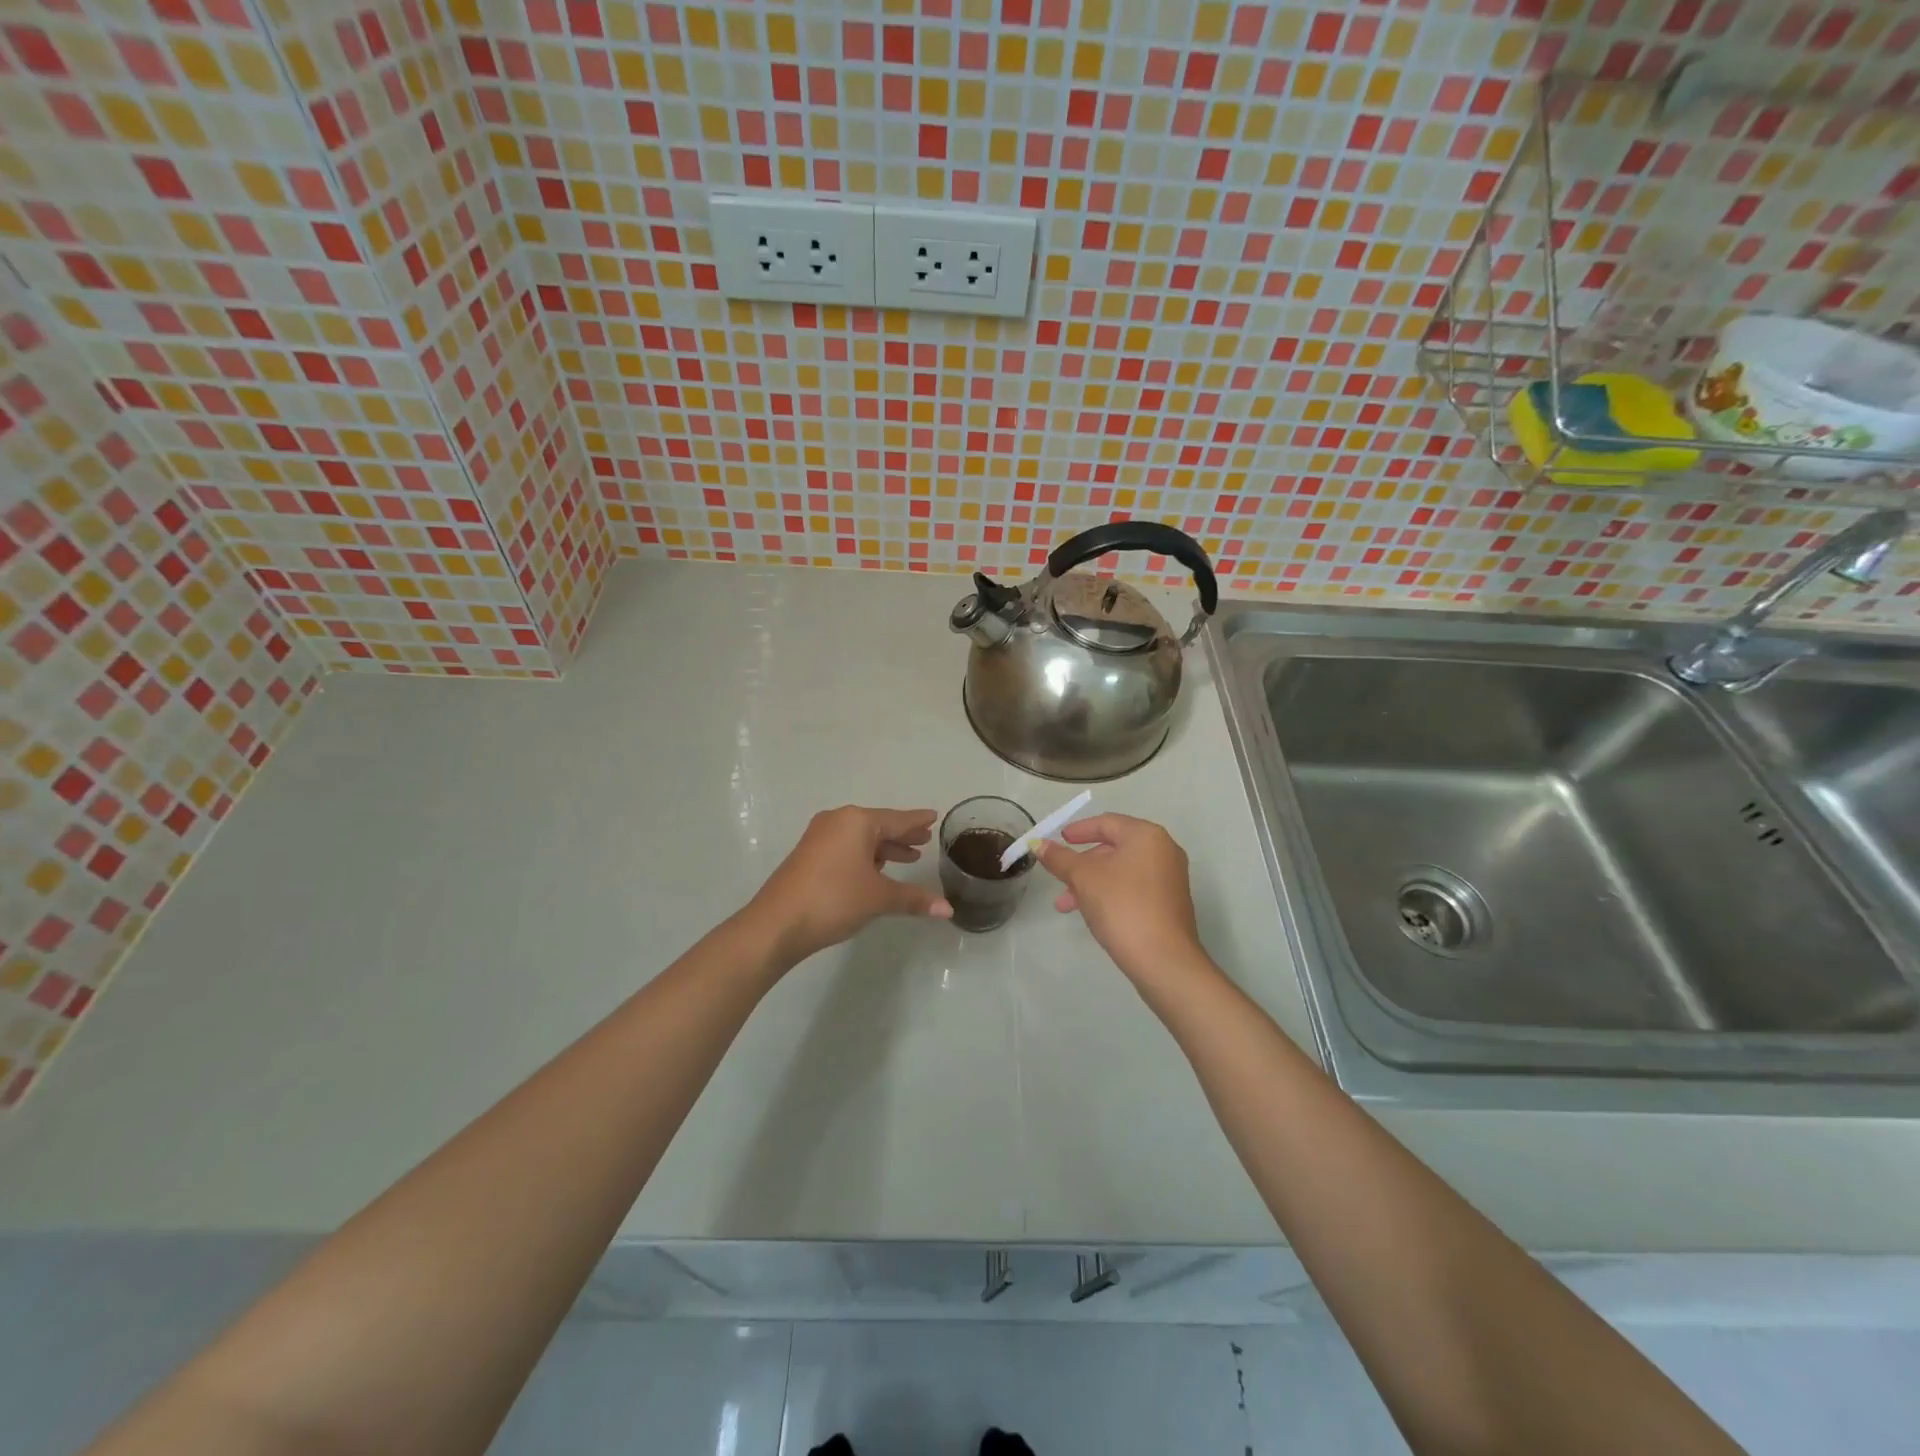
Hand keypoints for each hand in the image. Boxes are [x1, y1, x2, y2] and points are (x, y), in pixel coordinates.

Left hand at [745, 806, 952, 966]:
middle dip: (901, 835)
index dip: (917, 821)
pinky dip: (864, 855)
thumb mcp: (879, 897)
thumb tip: (948, 909)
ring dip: (883, 848)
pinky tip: (875, 870)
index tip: (933, 816)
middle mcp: (837, 821)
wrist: (777, 924)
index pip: (896, 819)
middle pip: (878, 825)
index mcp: (856, 822)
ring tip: (907, 858)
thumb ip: (914, 898)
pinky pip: (846, 847)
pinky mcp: (808, 855)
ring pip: (860, 838)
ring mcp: (819, 837)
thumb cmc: (834, 899)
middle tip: (924, 840)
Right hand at [1036, 814, 1206, 984]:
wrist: (1163, 959)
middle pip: (1114, 847)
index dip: (1078, 830)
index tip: (1058, 840)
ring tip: (1066, 905)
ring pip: (1121, 871)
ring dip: (1091, 883)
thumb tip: (1038, 844)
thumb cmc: (1122, 906)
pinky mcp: (1170, 903)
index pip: (1107, 823)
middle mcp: (1164, 850)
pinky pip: (1133, 888)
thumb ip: (1059, 858)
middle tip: (1059, 878)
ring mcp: (1170, 878)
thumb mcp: (1083, 878)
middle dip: (1082, 864)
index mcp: (1146, 836)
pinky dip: (1110, 894)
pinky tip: (1092, 913)